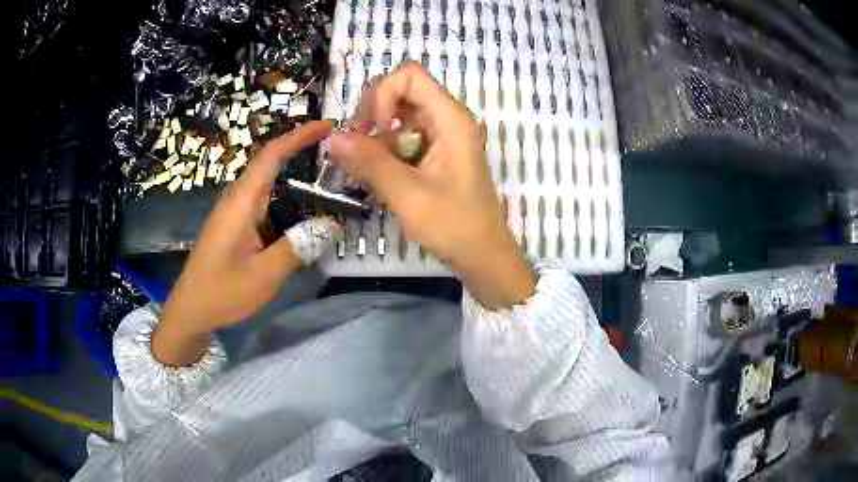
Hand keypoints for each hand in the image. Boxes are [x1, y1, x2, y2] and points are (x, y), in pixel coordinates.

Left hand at [153, 121, 338, 366]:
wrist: (190, 311)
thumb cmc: (222, 292)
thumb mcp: (264, 275)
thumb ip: (296, 247)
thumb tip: (329, 224)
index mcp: (241, 203)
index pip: (271, 155)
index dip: (299, 135)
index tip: (328, 125)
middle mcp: (237, 200)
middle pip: (270, 164)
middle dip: (301, 152)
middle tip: (337, 157)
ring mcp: (234, 213)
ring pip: (268, 184)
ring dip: (295, 178)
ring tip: (327, 183)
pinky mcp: (234, 226)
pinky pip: (263, 204)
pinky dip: (286, 200)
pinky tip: (301, 214)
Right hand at [328, 63, 535, 308]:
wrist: (483, 255)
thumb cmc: (454, 225)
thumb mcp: (408, 194)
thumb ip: (369, 163)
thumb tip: (331, 138)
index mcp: (450, 118)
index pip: (409, 76)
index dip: (383, 94)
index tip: (371, 128)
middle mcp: (447, 119)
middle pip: (401, 91)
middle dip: (373, 113)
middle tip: (357, 146)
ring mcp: (441, 136)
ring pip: (398, 116)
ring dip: (375, 136)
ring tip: (364, 169)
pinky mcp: (435, 153)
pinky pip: (403, 138)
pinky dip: (384, 151)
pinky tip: (378, 176)